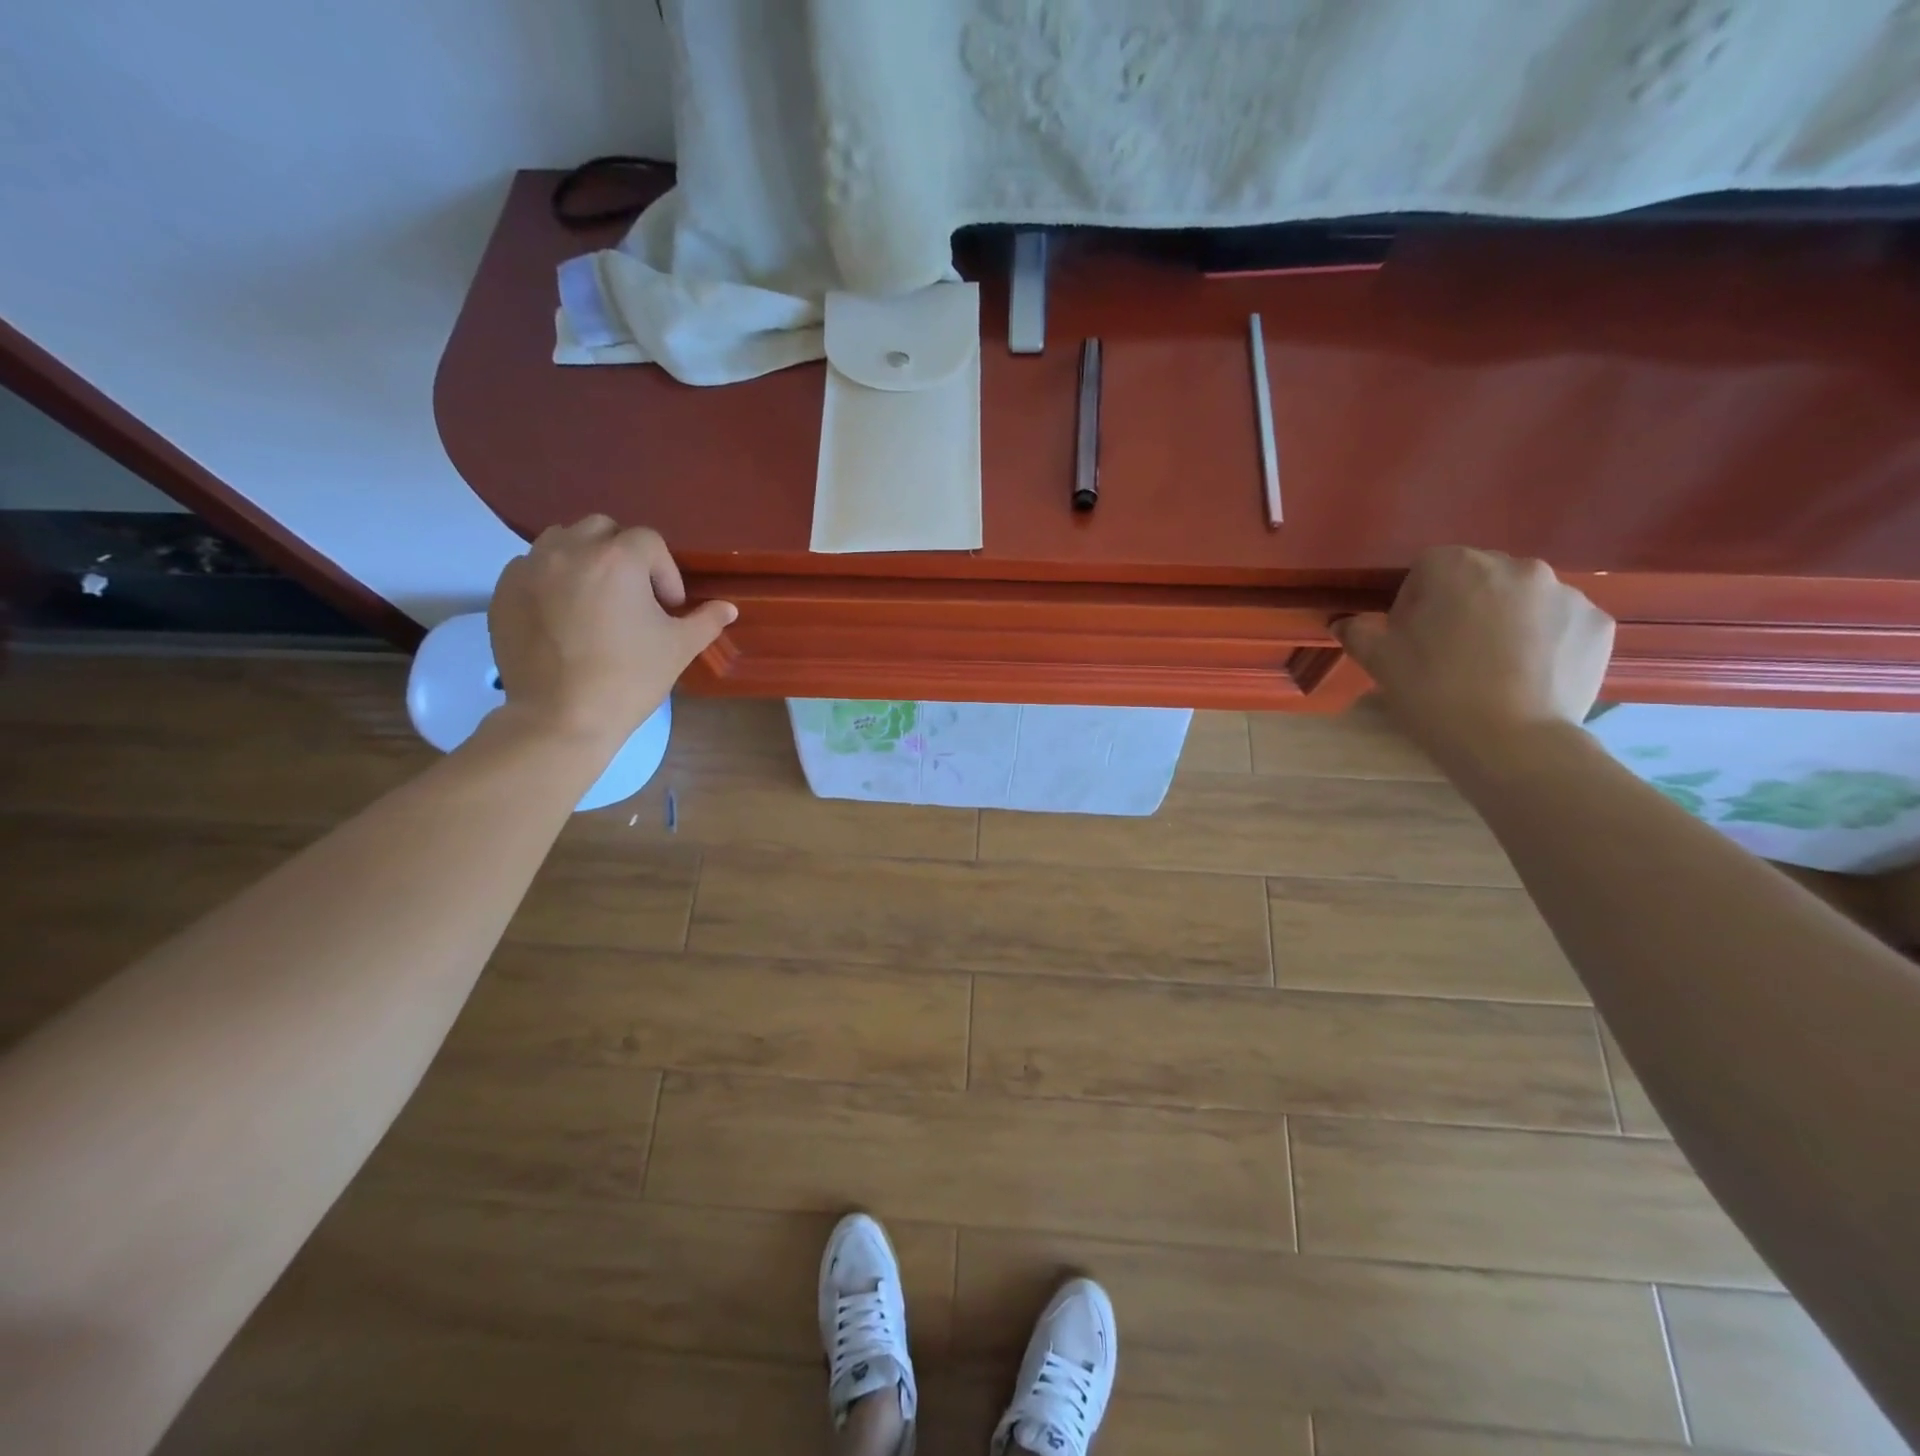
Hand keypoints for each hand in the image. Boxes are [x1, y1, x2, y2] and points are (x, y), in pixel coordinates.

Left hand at [487, 517, 735, 748]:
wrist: (561, 717)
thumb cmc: (629, 679)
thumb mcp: (679, 649)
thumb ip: (706, 621)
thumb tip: (728, 608)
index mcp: (618, 559)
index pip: (649, 541)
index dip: (665, 572)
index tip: (668, 608)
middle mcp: (570, 550)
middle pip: (602, 529)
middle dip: (623, 554)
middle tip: (633, 595)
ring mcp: (531, 568)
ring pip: (562, 540)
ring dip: (584, 558)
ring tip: (595, 597)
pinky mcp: (504, 590)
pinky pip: (531, 566)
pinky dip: (551, 578)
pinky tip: (563, 614)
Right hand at [1333, 547, 1614, 769]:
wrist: (1509, 743)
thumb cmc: (1433, 692)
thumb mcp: (1379, 661)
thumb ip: (1358, 632)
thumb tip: (1345, 623)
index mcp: (1458, 566)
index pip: (1427, 568)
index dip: (1414, 601)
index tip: (1411, 637)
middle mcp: (1517, 567)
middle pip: (1480, 577)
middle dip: (1464, 605)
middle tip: (1450, 652)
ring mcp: (1566, 594)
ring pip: (1523, 599)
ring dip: (1506, 620)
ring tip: (1494, 667)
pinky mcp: (1598, 624)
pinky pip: (1560, 623)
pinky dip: (1545, 640)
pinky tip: (1528, 675)